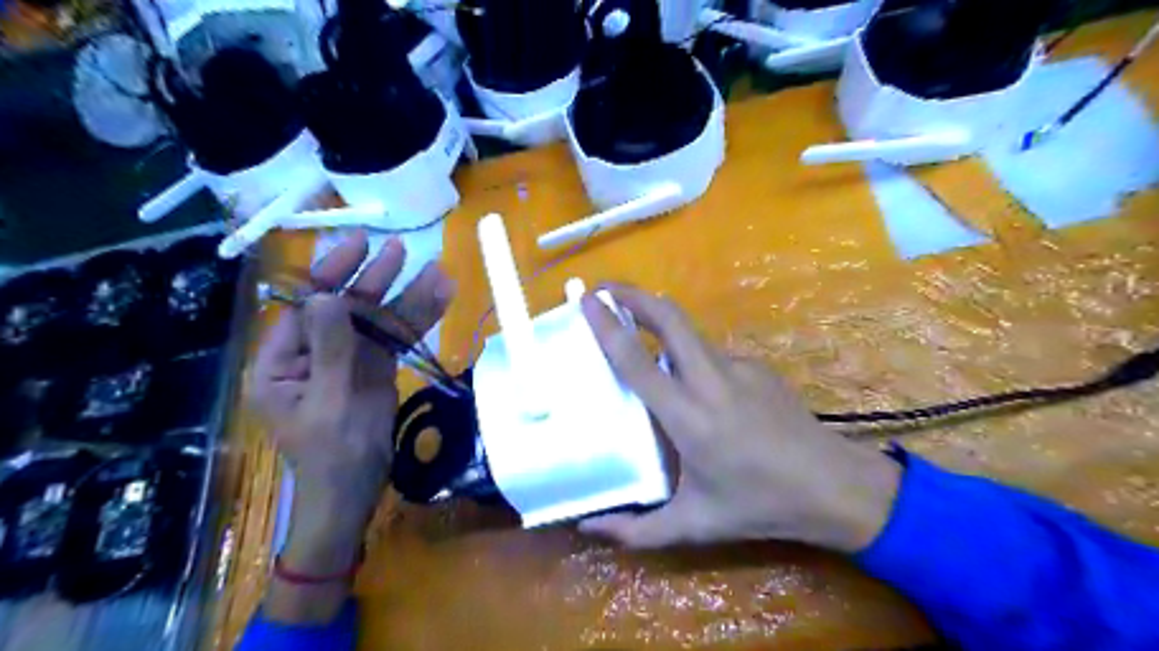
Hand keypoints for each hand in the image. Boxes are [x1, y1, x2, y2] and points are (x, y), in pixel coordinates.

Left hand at [246, 231, 451, 621]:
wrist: (355, 496)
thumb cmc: (333, 458)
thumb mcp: (331, 404)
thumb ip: (332, 350)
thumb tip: (327, 296)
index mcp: (280, 363)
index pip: (306, 308)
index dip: (332, 273)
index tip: (360, 245)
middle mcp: (310, 355)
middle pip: (344, 309)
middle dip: (374, 281)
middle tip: (402, 250)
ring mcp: (345, 362)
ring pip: (375, 322)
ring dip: (406, 299)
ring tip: (437, 273)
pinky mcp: (372, 371)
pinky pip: (393, 341)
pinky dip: (416, 322)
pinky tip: (438, 300)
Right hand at [584, 285, 898, 555]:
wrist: (833, 486)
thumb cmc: (759, 506)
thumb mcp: (693, 526)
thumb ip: (636, 529)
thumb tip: (587, 527)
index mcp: (688, 417)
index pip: (637, 361)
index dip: (607, 327)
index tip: (586, 301)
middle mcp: (711, 380)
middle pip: (669, 317)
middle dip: (633, 295)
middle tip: (604, 292)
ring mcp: (739, 367)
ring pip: (689, 333)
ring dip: (659, 323)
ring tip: (638, 337)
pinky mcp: (757, 366)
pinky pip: (711, 354)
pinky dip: (689, 357)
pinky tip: (693, 388)